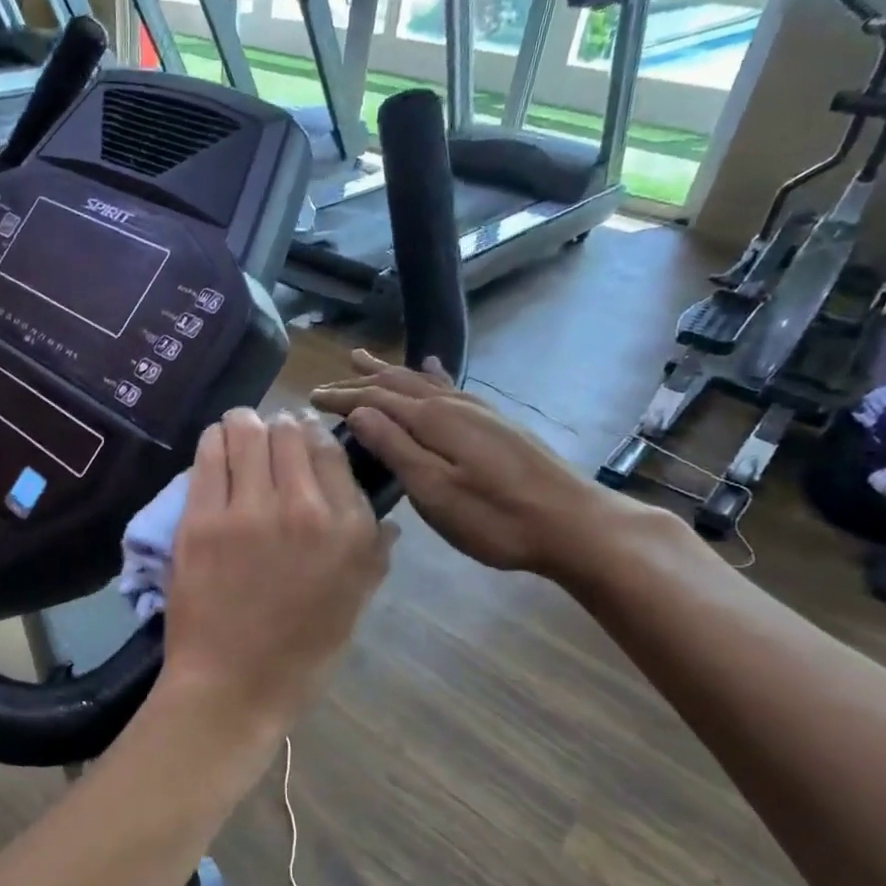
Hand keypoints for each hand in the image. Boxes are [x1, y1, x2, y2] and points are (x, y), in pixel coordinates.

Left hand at [158, 408, 393, 737]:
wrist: (231, 687)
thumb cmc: (300, 656)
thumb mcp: (354, 606)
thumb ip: (373, 555)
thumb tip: (384, 520)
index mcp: (350, 530)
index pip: (332, 451)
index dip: (314, 438)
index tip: (303, 440)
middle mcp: (305, 508)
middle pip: (290, 431)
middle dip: (280, 427)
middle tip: (270, 438)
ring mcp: (249, 510)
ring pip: (247, 429)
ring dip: (246, 426)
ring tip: (241, 436)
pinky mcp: (202, 518)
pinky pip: (209, 452)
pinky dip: (215, 442)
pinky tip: (217, 449)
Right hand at [310, 350, 648, 577]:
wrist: (574, 524)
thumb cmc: (496, 518)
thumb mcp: (435, 491)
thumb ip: (396, 448)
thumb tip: (358, 412)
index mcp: (435, 419)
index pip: (376, 398)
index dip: (343, 397)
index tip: (311, 398)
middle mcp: (454, 404)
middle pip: (398, 384)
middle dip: (361, 382)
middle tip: (329, 381)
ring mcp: (479, 411)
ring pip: (423, 382)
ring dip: (390, 372)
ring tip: (365, 360)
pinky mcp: (495, 424)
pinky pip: (448, 387)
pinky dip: (428, 376)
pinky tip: (432, 368)